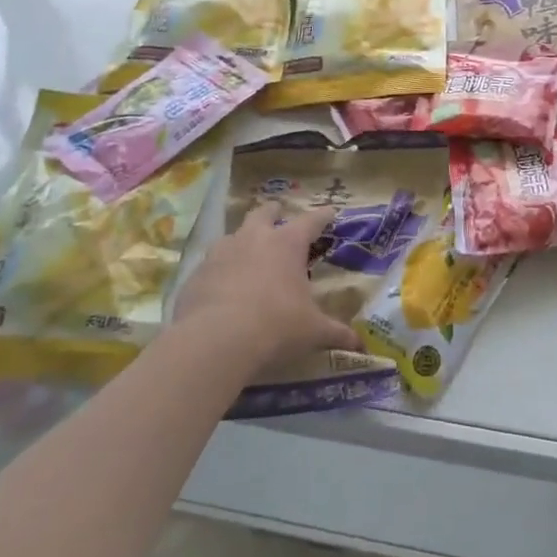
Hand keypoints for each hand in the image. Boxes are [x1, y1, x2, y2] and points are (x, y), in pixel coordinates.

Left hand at [172, 204, 359, 370]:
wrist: (215, 341)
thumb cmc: (276, 326)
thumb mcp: (312, 332)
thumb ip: (335, 333)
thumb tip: (359, 345)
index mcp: (287, 244)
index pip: (311, 220)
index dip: (322, 215)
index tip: (330, 211)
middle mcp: (254, 238)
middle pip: (264, 212)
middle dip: (273, 213)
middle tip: (278, 217)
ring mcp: (221, 252)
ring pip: (234, 234)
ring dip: (243, 240)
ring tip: (248, 254)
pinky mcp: (196, 273)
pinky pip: (211, 264)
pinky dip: (219, 270)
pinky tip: (222, 288)